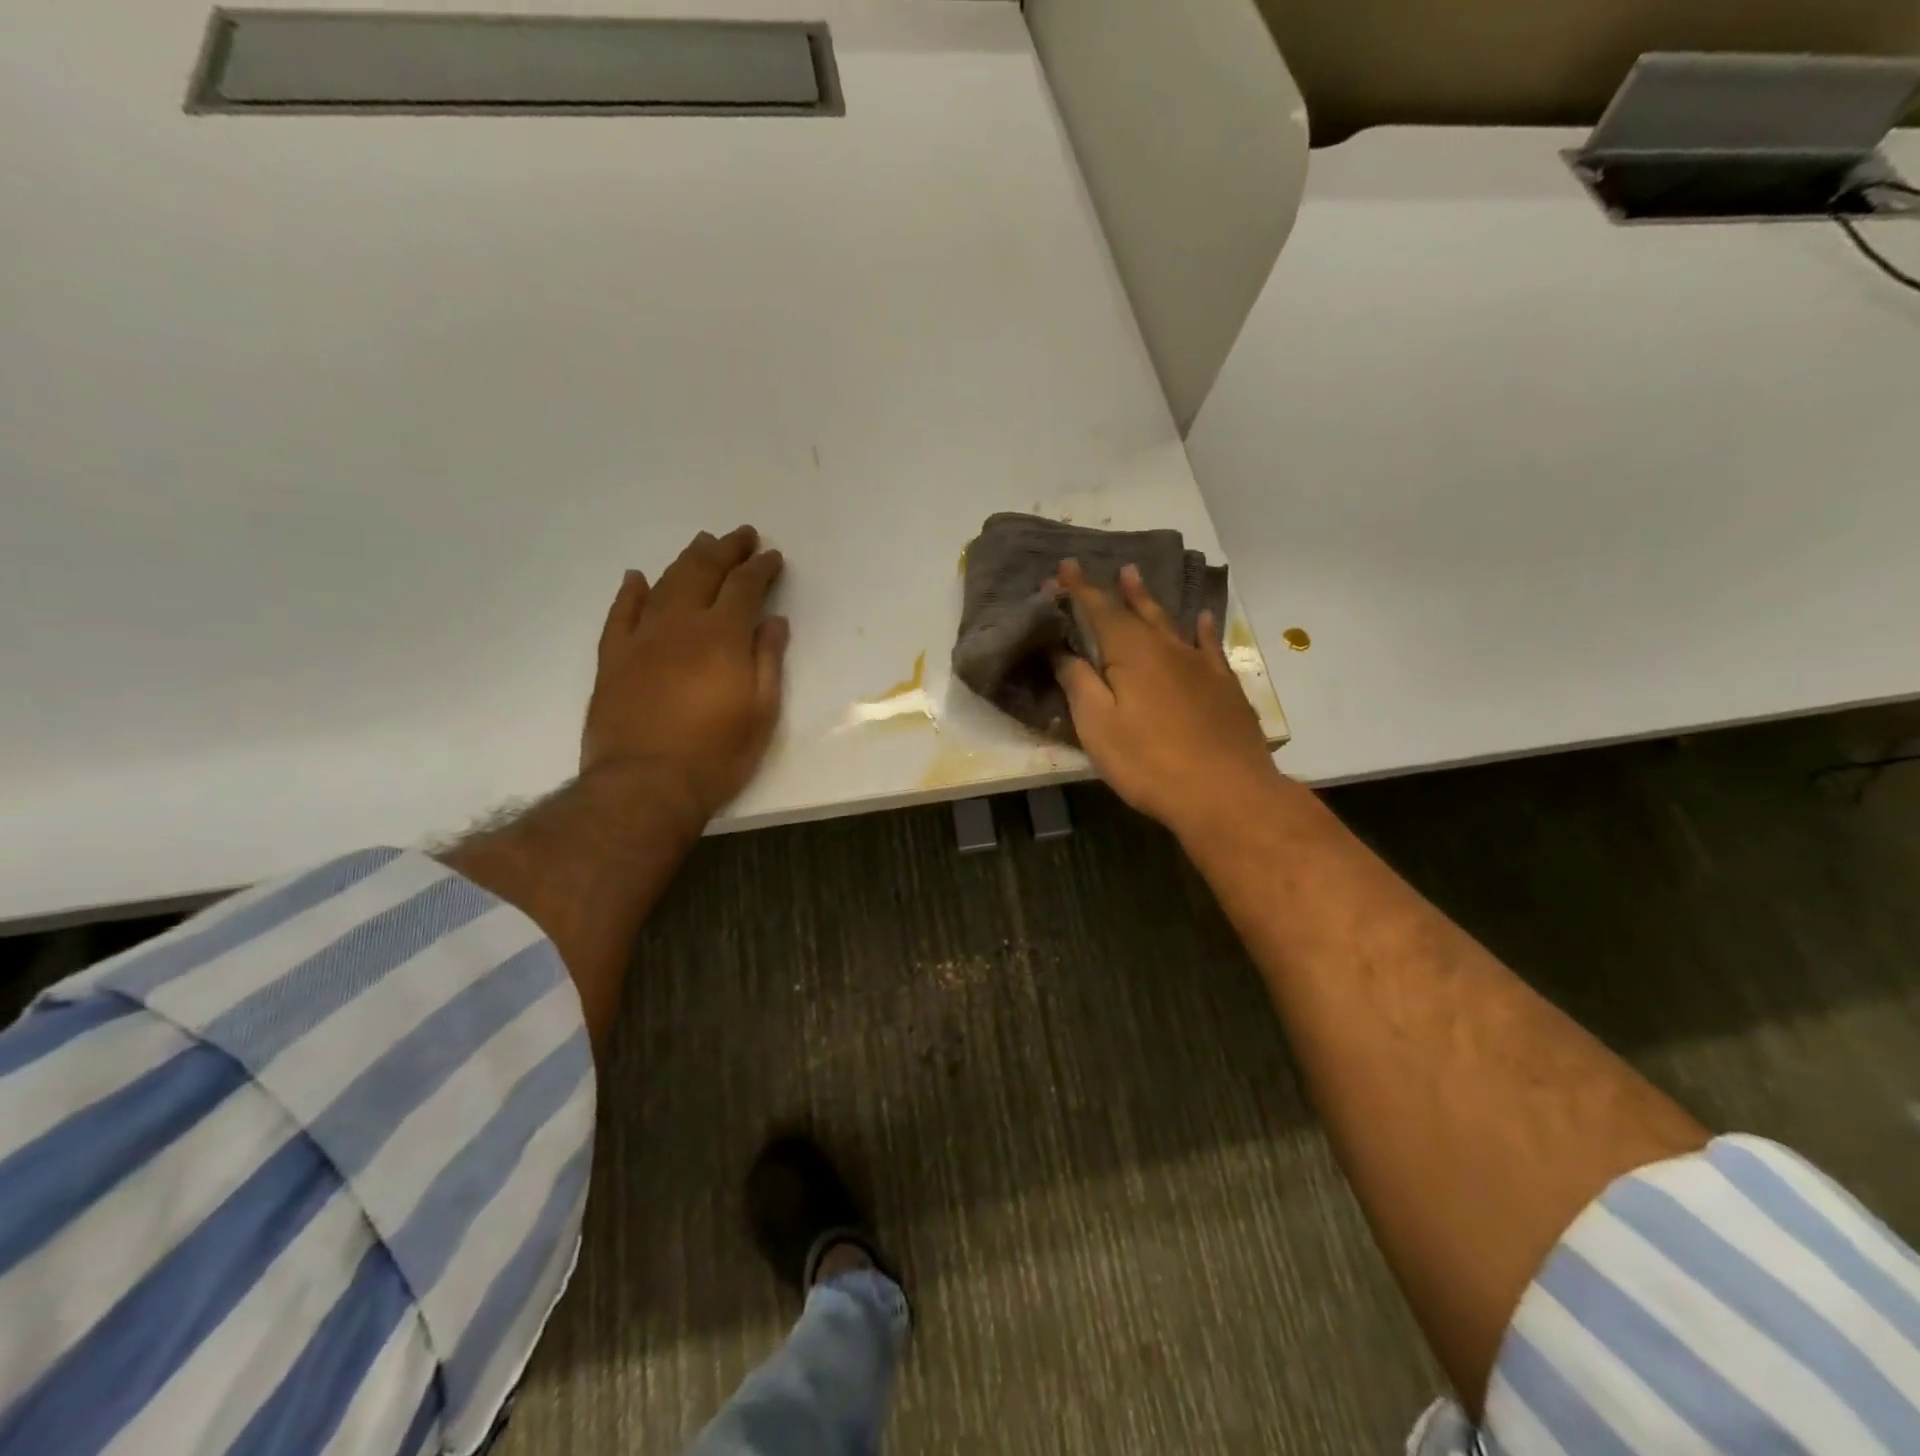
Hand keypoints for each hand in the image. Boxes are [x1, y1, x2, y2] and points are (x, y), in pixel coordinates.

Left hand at [583, 526, 788, 824]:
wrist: (645, 784)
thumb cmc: (716, 754)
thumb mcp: (761, 713)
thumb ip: (767, 661)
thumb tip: (773, 621)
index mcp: (722, 636)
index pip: (744, 587)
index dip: (761, 568)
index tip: (772, 556)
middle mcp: (680, 624)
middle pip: (703, 572)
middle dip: (725, 549)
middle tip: (741, 535)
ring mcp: (641, 638)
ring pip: (665, 584)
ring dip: (686, 560)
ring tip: (702, 544)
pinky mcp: (613, 658)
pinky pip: (621, 613)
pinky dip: (631, 591)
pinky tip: (638, 577)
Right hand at [1053, 559, 1279, 835]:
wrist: (1227, 792)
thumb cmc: (1150, 762)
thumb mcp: (1098, 726)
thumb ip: (1078, 683)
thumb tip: (1061, 650)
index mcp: (1132, 654)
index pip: (1100, 611)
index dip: (1080, 590)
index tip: (1066, 567)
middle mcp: (1168, 648)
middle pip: (1138, 611)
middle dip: (1120, 590)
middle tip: (1112, 568)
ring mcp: (1201, 666)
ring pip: (1172, 623)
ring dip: (1152, 601)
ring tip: (1139, 580)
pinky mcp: (1224, 687)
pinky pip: (1209, 646)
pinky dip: (1202, 629)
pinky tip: (1203, 619)